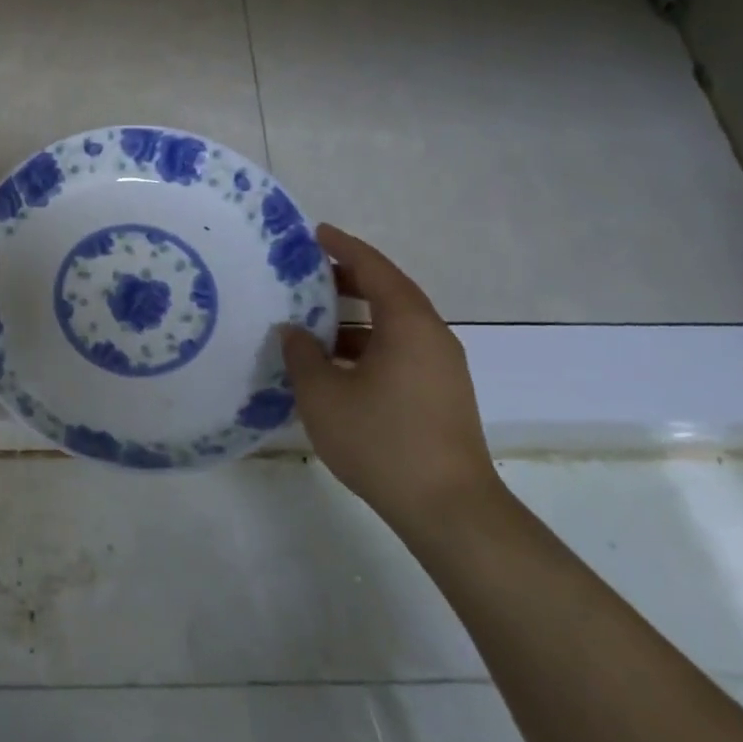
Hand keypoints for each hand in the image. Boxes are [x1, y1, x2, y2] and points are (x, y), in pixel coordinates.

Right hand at [281, 225, 502, 539]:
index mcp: (408, 324)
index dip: (344, 247)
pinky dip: (368, 345)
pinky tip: (336, 366)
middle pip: (388, 292)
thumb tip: (294, 331)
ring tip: (313, 322)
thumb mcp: (323, 395)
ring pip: (393, 325)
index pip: (374, 268)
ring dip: (355, 318)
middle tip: (307, 276)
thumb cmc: (381, 441)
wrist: (448, 508)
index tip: (316, 233)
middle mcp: (431, 336)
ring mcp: (441, 367)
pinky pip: (400, 351)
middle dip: (348, 280)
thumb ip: (302, 355)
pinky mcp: (441, 394)